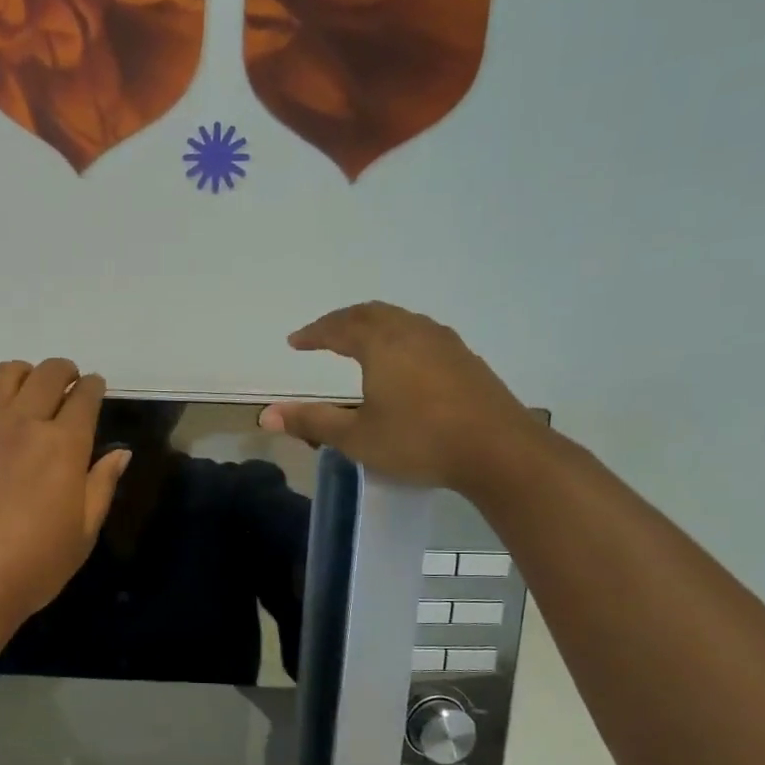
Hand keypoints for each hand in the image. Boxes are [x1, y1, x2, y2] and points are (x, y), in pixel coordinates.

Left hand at [0, 359, 130, 626]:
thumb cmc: (36, 564)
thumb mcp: (84, 530)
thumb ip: (102, 484)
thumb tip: (121, 453)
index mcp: (64, 445)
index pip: (84, 396)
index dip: (93, 386)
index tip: (95, 388)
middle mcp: (25, 422)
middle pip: (48, 373)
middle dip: (64, 372)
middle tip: (68, 385)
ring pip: (8, 374)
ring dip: (27, 375)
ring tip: (31, 392)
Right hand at [259, 302, 545, 493]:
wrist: (498, 451)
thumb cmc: (418, 441)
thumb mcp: (356, 437)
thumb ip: (312, 421)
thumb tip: (266, 414)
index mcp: (382, 345)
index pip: (340, 328)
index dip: (314, 333)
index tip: (295, 342)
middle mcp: (413, 333)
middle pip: (372, 313)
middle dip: (342, 320)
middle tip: (323, 333)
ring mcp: (445, 343)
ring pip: (401, 320)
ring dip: (373, 324)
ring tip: (358, 340)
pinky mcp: (466, 360)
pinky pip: (421, 333)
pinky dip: (398, 335)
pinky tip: (402, 358)